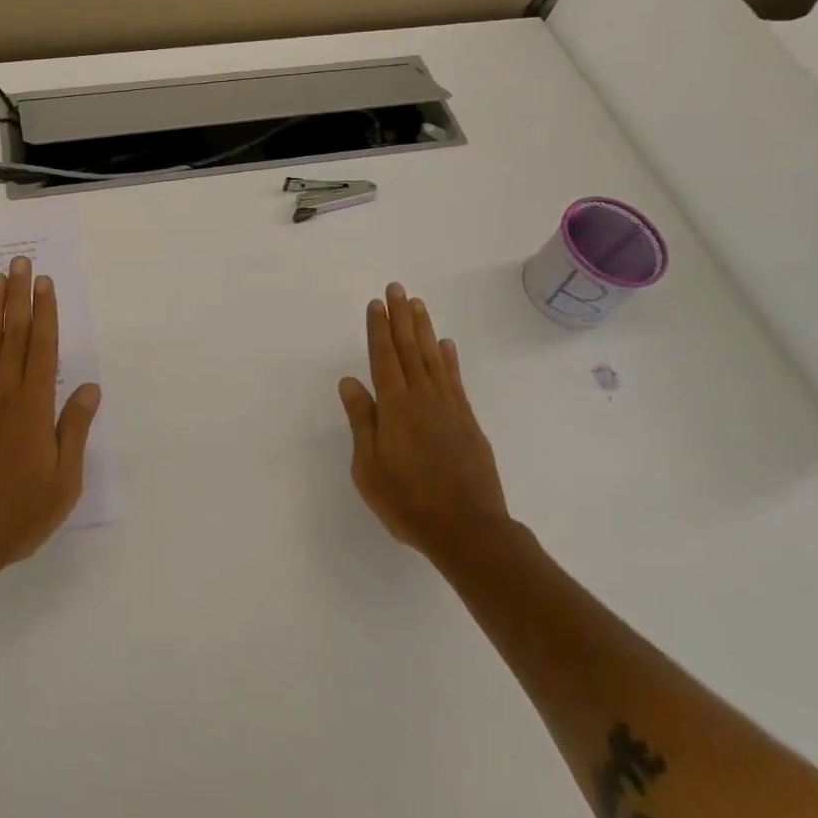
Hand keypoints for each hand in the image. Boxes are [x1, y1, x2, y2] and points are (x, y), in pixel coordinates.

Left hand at [0, 256, 100, 586]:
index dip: (45, 312)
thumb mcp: (62, 482)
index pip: (43, 347)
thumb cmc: (15, 515)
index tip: (45, 283)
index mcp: (34, 406)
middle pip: (13, 335)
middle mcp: (2, 393)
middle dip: (19, 296)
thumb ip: (74, 430)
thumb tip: (90, 388)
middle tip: (20, 263)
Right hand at [338, 282, 512, 566]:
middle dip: (400, 317)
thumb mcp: (369, 468)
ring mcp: (448, 407)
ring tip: (417, 305)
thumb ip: (362, 421)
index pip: (383, 357)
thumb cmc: (408, 501)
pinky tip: (445, 345)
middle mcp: (422, 397)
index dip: (378, 329)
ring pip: (433, 357)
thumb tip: (349, 381)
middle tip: (396, 288)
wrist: (468, 529)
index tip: (376, 303)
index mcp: (395, 406)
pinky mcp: (467, 421)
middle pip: (408, 348)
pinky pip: (455, 379)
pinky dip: (449, 358)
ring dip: (423, 329)